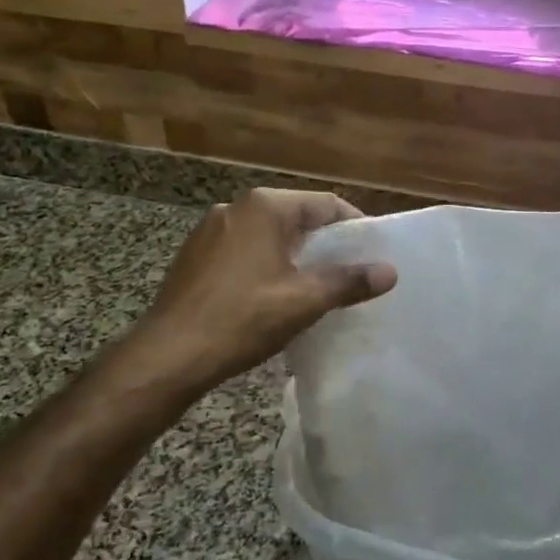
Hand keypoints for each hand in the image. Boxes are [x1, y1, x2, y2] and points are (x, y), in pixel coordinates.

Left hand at [125, 188, 396, 396]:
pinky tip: (272, 296)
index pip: (325, 204)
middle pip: (296, 217)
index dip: (355, 226)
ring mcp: (210, 231)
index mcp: (265, 207)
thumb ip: (349, 282)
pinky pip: (244, 251)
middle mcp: (236, 207)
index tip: (373, 253)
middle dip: (325, 243)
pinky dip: (266, 266)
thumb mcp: (304, 301)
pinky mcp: (195, 256)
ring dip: (295, 256)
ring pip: (269, 236)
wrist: (168, 356)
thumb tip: (390, 271)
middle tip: (349, 273)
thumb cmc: (242, 319)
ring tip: (315, 287)